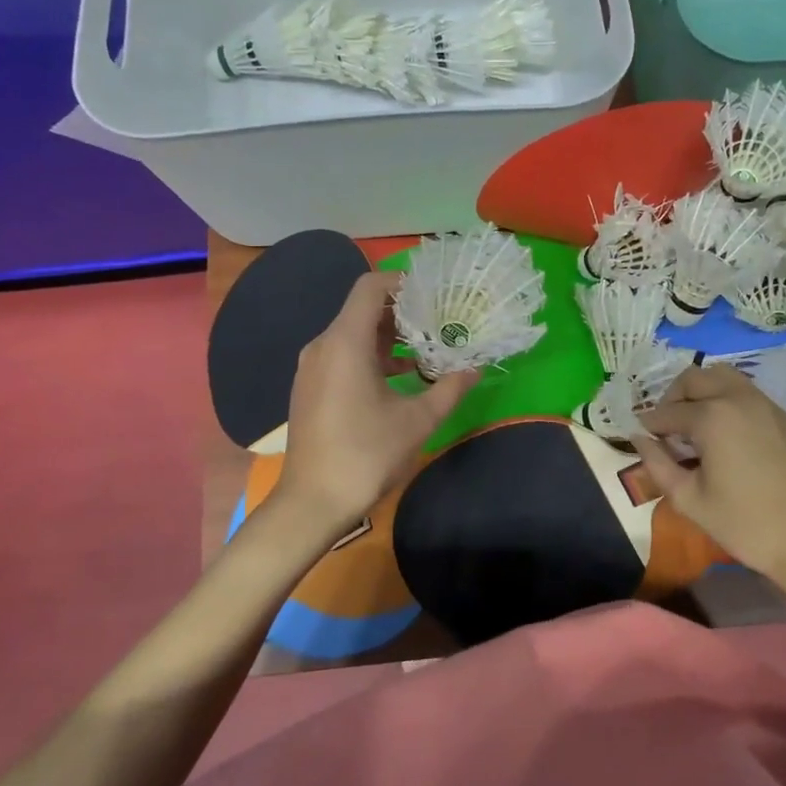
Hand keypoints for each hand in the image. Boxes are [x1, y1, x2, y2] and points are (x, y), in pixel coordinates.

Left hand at [274, 272, 477, 536]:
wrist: (311, 503)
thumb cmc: (365, 455)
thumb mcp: (417, 422)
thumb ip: (449, 389)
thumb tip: (475, 370)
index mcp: (345, 343)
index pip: (370, 287)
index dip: (402, 283)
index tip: (434, 295)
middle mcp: (323, 346)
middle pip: (362, 309)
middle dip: (403, 312)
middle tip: (440, 322)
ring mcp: (312, 368)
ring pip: (353, 334)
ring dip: (389, 337)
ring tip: (427, 350)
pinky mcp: (311, 387)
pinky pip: (342, 355)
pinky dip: (371, 356)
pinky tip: (401, 378)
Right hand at [630, 364, 785, 592]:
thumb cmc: (743, 524)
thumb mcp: (688, 499)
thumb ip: (656, 463)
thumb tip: (637, 438)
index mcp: (712, 417)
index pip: (667, 411)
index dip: (649, 425)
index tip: (640, 437)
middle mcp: (738, 398)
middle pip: (694, 378)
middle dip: (673, 398)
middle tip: (667, 428)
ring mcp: (766, 405)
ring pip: (723, 376)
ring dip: (702, 392)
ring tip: (695, 424)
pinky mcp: (785, 417)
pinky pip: (748, 394)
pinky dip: (728, 401)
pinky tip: (727, 435)